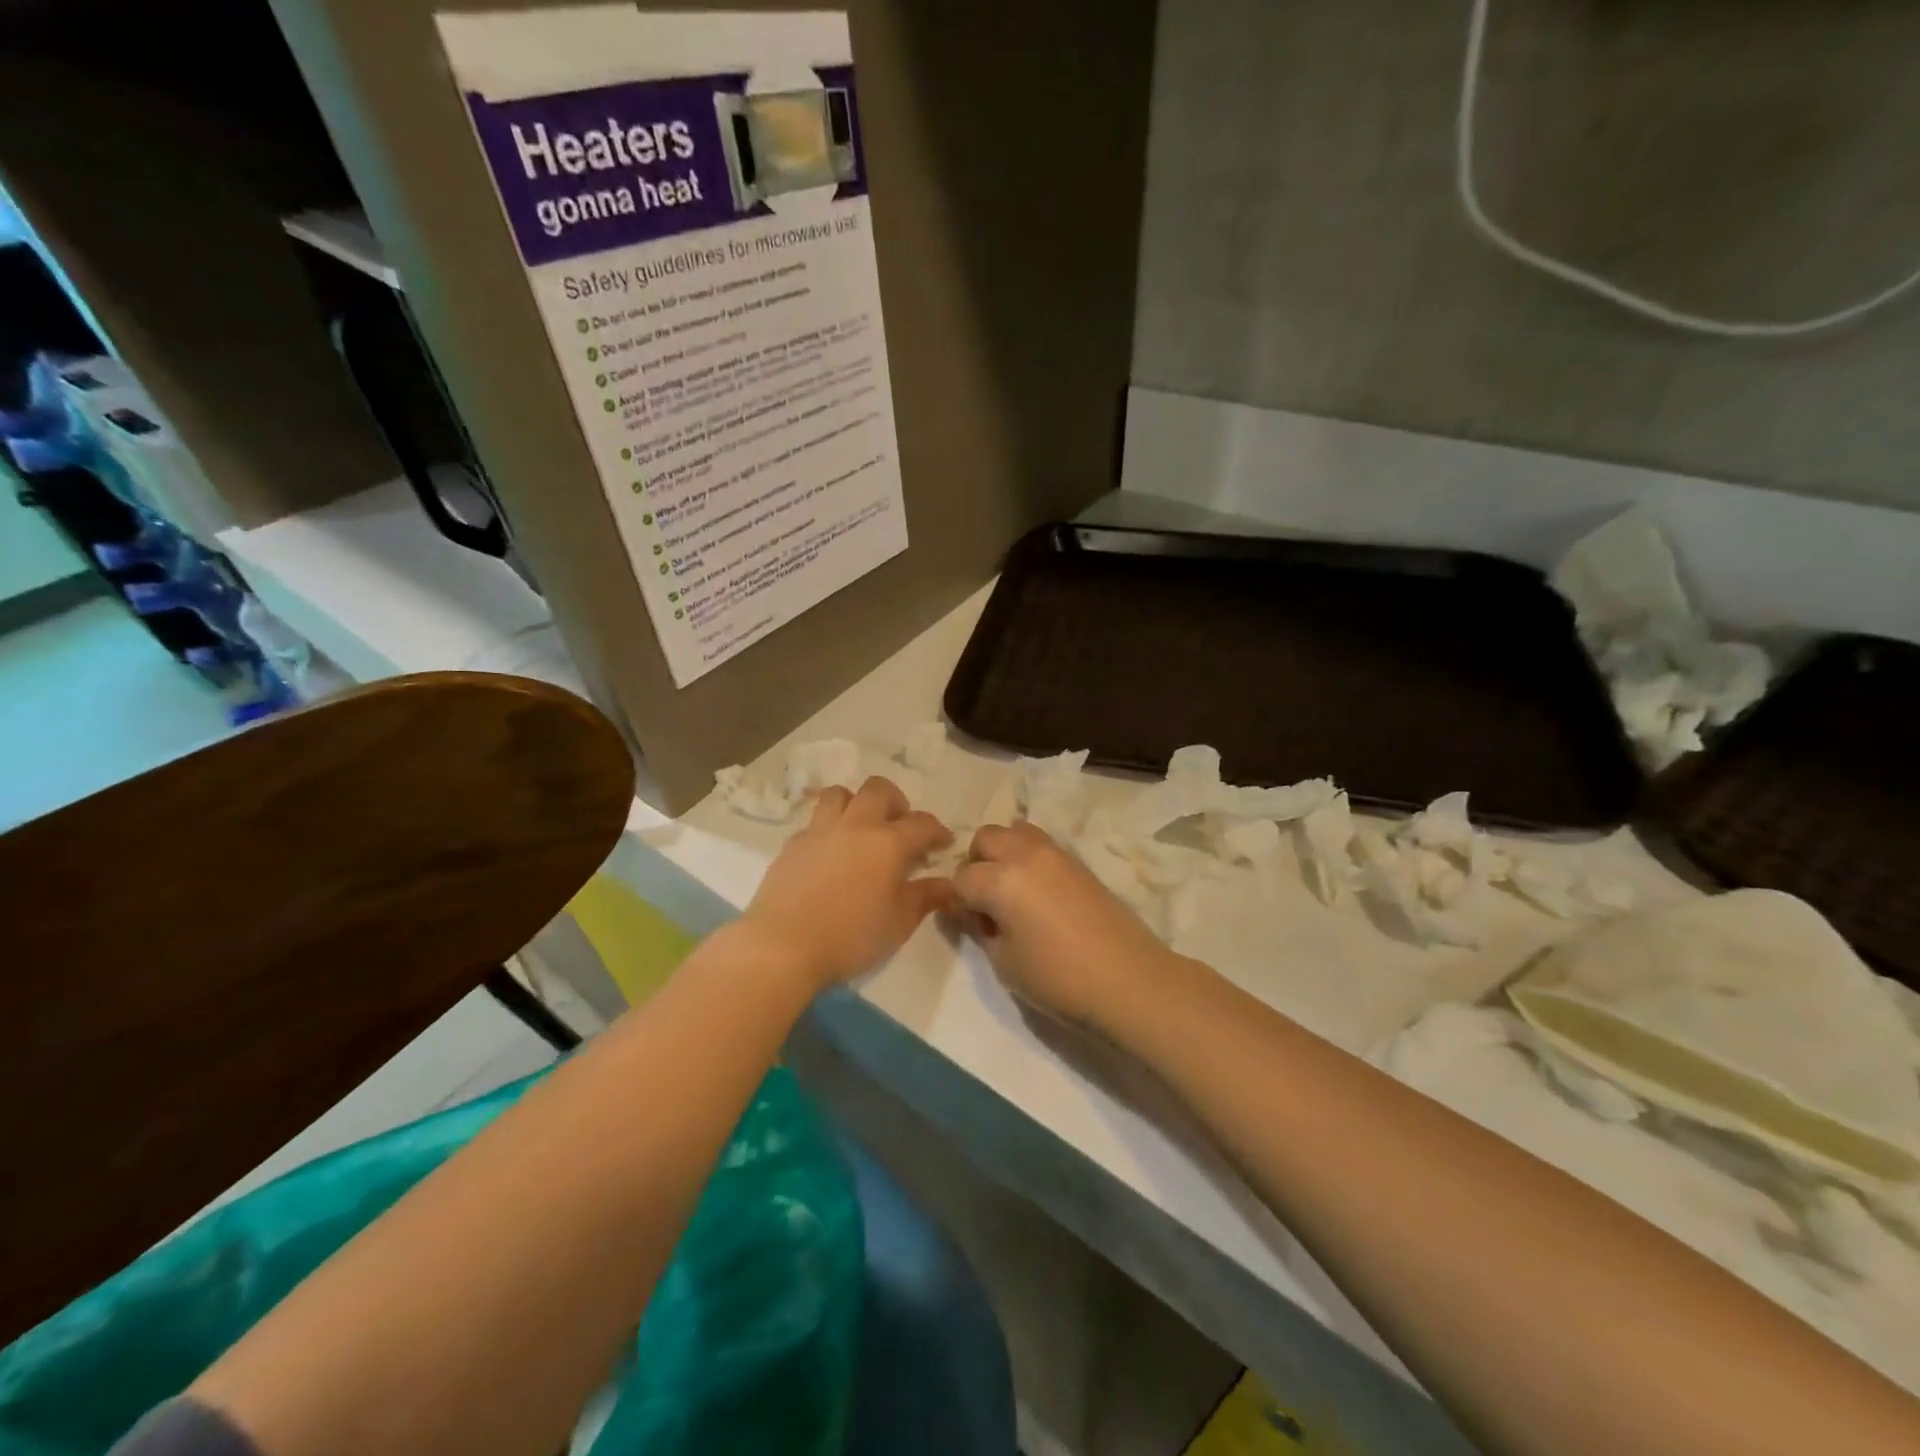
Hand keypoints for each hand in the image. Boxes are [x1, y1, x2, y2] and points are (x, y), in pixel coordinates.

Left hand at [740, 776, 953, 991]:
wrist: (782, 946)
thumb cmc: (851, 937)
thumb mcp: (899, 923)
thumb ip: (926, 897)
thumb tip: (949, 884)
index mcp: (888, 842)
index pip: (922, 823)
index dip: (938, 831)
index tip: (943, 844)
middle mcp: (855, 826)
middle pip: (879, 789)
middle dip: (896, 801)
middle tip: (900, 827)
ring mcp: (819, 832)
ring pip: (840, 794)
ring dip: (856, 803)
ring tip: (861, 829)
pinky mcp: (791, 845)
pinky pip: (814, 823)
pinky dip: (828, 830)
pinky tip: (830, 854)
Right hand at [951, 822, 1179, 1026]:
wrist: (1128, 979)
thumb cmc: (1059, 979)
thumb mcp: (1005, 963)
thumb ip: (981, 930)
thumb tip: (974, 913)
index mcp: (1001, 879)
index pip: (960, 878)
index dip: (955, 901)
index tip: (964, 922)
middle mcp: (1025, 854)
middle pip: (986, 838)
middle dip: (976, 863)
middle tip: (985, 900)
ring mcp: (1056, 853)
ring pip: (1015, 831)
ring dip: (1004, 852)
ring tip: (1012, 889)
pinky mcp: (1078, 861)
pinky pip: (1041, 844)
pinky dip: (1029, 857)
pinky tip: (1037, 892)